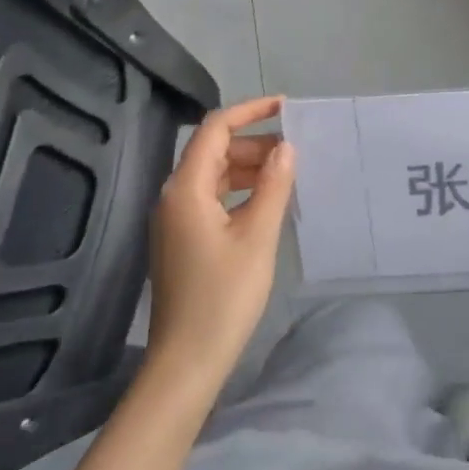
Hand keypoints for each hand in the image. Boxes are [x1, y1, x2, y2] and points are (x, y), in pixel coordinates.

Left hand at [145, 95, 294, 392]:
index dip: (250, 110)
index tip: (286, 107)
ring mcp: (175, 220)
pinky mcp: (182, 240)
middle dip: (253, 142)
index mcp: (186, 189)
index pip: (214, 129)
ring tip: (287, 173)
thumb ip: (273, 186)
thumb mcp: (257, 237)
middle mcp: (174, 197)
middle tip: (295, 149)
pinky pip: (212, 198)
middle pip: (213, 150)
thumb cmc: (223, 296)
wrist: (186, 362)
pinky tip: (267, 203)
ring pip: (214, 175)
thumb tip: (285, 147)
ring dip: (248, 167)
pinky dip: (239, 191)